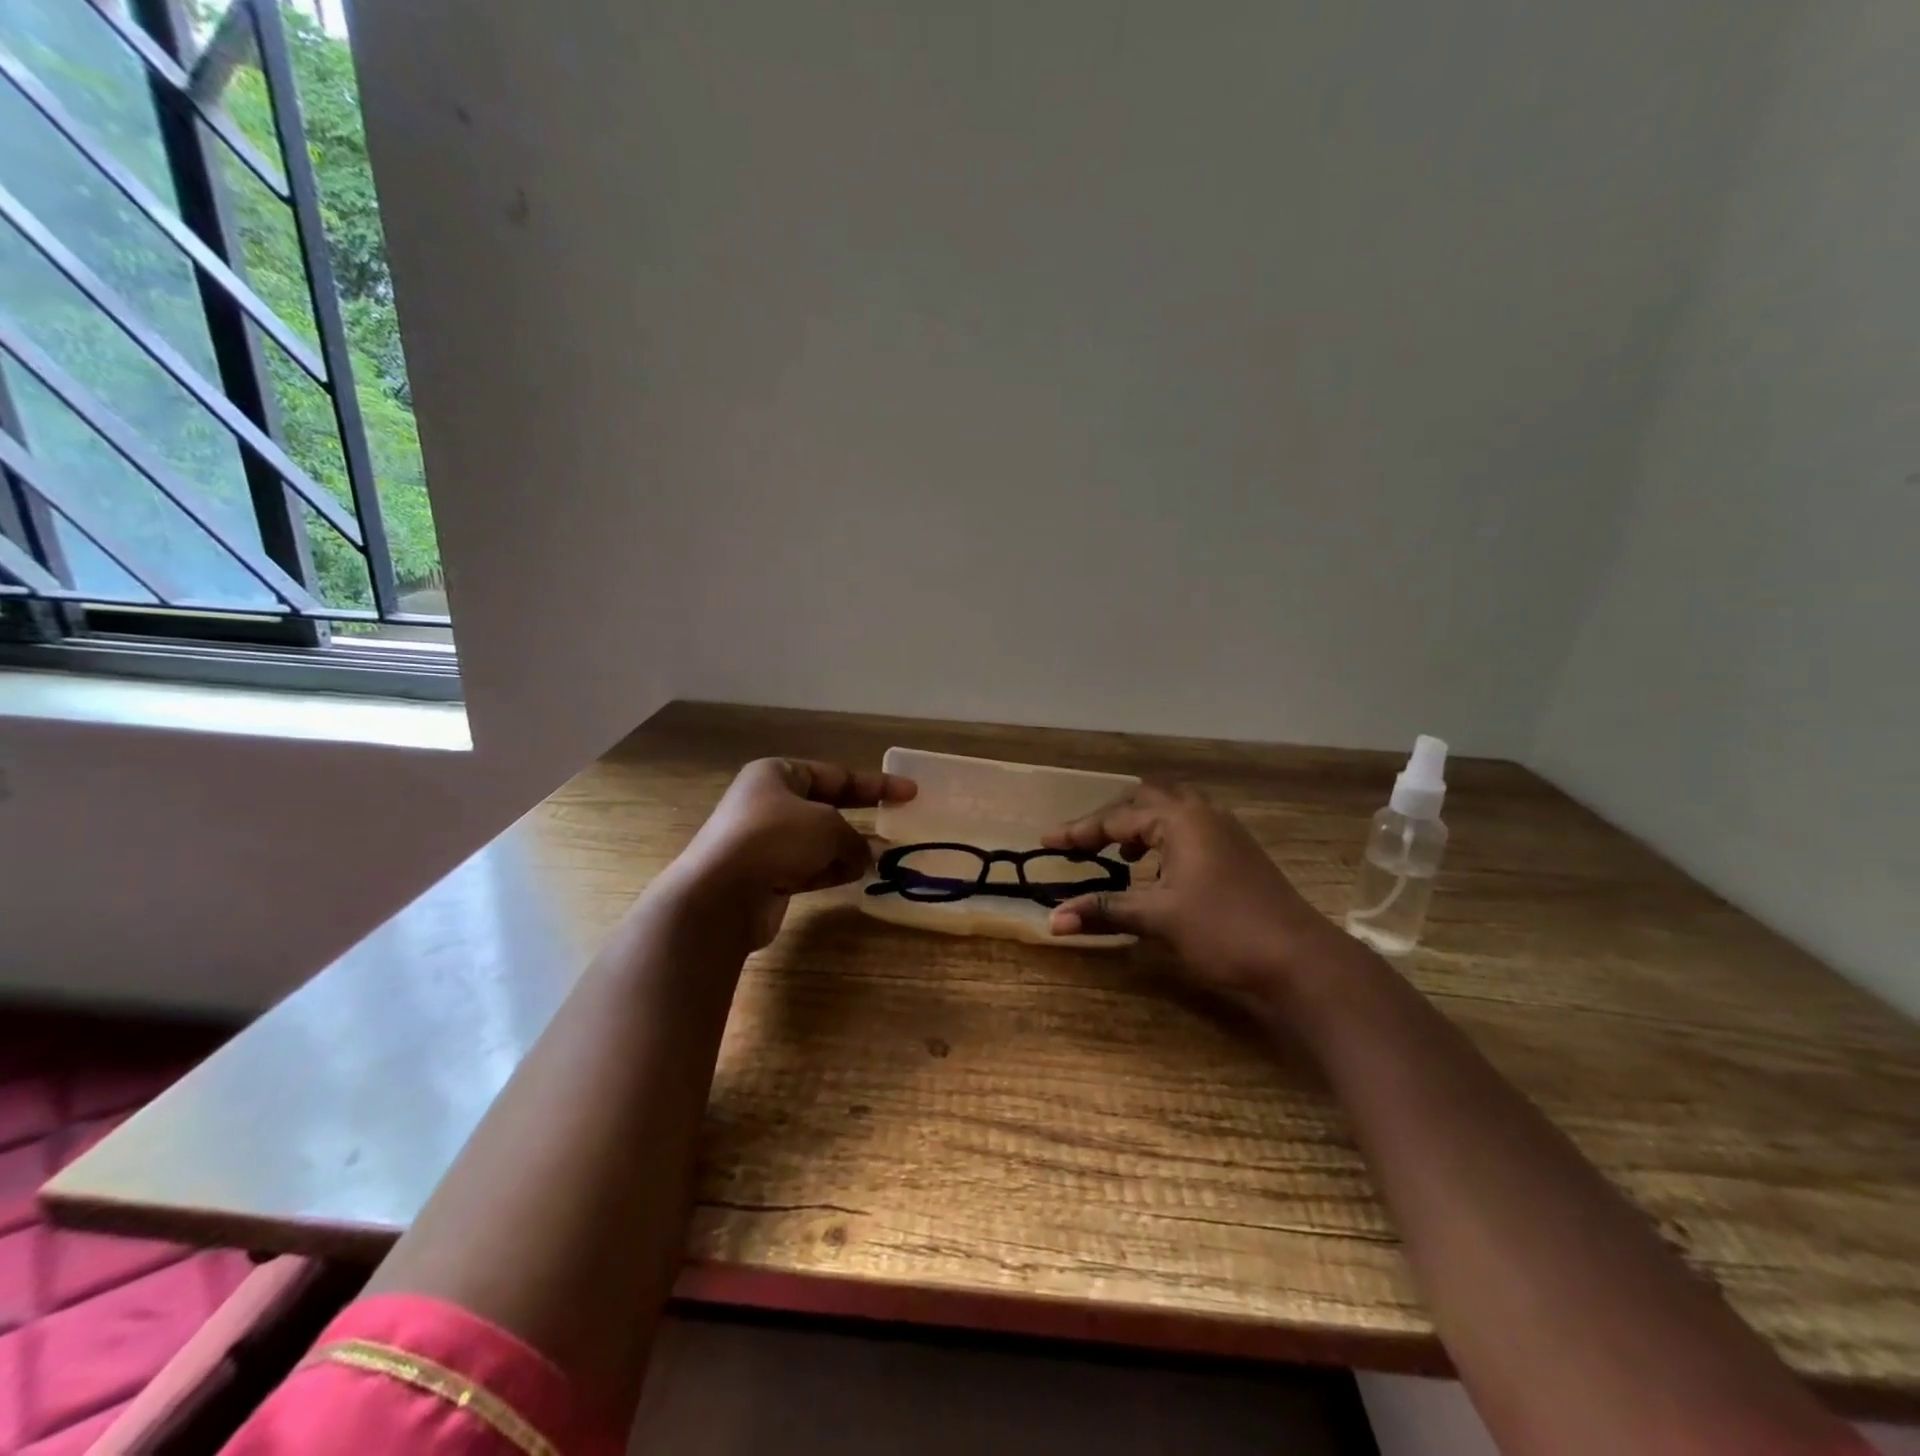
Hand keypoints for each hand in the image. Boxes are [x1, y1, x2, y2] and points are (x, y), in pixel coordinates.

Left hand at [672, 758, 916, 947]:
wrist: (721, 894)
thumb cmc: (776, 839)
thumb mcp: (827, 826)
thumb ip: (853, 837)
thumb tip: (862, 856)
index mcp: (777, 775)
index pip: (836, 775)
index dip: (875, 784)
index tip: (910, 792)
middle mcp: (768, 804)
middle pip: (826, 807)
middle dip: (861, 817)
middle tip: (896, 823)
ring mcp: (765, 842)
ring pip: (819, 841)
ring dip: (848, 849)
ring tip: (883, 858)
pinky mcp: (765, 876)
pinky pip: (808, 868)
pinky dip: (831, 870)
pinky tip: (857, 876)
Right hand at [1043, 782, 1352, 1009]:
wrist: (1300, 959)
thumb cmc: (1223, 929)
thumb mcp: (1158, 918)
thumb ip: (1104, 912)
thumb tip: (1052, 920)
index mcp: (1180, 819)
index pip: (1116, 819)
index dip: (1079, 831)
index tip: (1046, 842)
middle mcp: (1203, 814)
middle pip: (1147, 800)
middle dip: (1112, 819)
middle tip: (1086, 844)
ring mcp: (1226, 831)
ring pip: (1173, 812)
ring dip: (1142, 827)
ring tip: (1121, 856)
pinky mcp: (1239, 852)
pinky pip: (1191, 829)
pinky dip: (1165, 840)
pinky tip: (1160, 871)